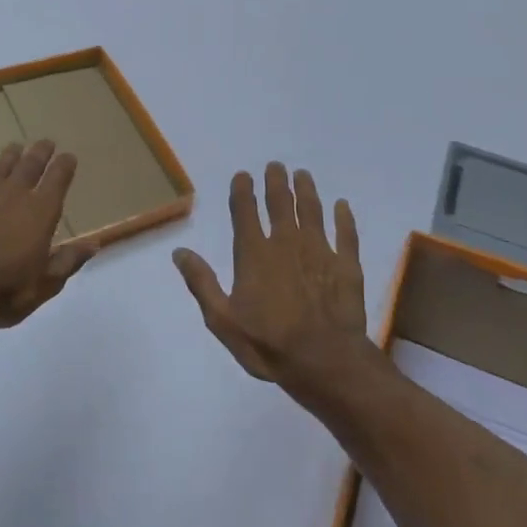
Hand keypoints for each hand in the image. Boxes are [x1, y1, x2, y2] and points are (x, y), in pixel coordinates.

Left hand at [0, 140, 96, 330]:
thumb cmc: (6, 290)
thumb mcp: (46, 283)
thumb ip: (68, 261)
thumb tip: (94, 244)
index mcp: (41, 212)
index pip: (58, 179)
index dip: (65, 165)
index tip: (69, 156)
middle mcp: (14, 196)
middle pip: (29, 166)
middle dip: (40, 152)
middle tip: (45, 142)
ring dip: (7, 156)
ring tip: (14, 146)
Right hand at [172, 163, 370, 396]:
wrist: (324, 361)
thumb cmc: (267, 344)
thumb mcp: (222, 319)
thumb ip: (201, 282)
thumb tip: (179, 251)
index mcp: (254, 254)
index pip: (245, 212)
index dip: (243, 191)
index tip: (244, 175)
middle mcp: (286, 243)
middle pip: (280, 203)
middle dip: (276, 182)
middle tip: (276, 166)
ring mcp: (319, 251)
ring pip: (312, 211)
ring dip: (307, 191)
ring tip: (303, 174)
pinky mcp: (346, 265)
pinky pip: (345, 233)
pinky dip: (344, 217)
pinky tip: (342, 206)